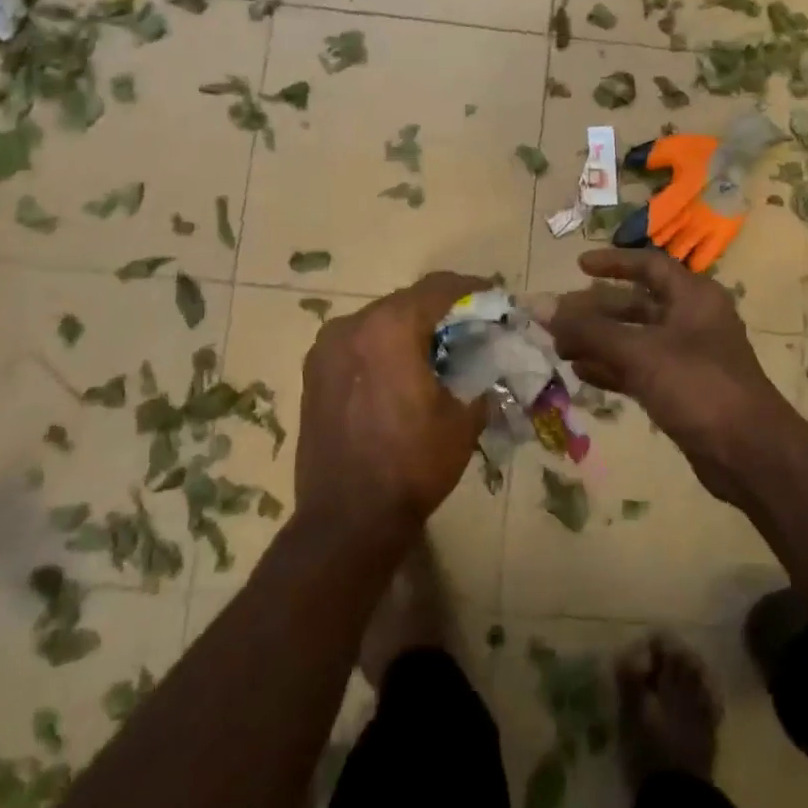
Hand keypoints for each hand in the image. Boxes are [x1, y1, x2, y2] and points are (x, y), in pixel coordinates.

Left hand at [295, 272, 489, 548]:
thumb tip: (489, 358)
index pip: (439, 288)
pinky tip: (402, 372)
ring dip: (410, 329)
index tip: (495, 300)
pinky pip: (358, 344)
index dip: (472, 289)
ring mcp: (325, 348)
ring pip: (379, 321)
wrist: (347, 520)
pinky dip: (383, 347)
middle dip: (441, 311)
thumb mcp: (464, 417)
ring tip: (437, 352)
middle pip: (407, 302)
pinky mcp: (313, 373)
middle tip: (471, 328)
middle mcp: (351, 325)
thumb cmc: (412, 463)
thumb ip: (480, 373)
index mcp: (389, 326)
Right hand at [546, 249, 792, 503]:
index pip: (649, 265)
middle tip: (556, 320)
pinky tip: (580, 372)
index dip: (613, 262)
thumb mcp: (640, 351)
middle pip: (636, 304)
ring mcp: (687, 357)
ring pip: (634, 339)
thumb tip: (540, 306)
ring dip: (598, 341)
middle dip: (595, 311)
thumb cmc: (698, 386)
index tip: (578, 266)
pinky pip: (639, 369)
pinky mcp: (681, 390)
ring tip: (559, 348)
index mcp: (693, 296)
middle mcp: (691, 320)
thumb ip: (589, 329)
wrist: (749, 454)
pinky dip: (611, 368)